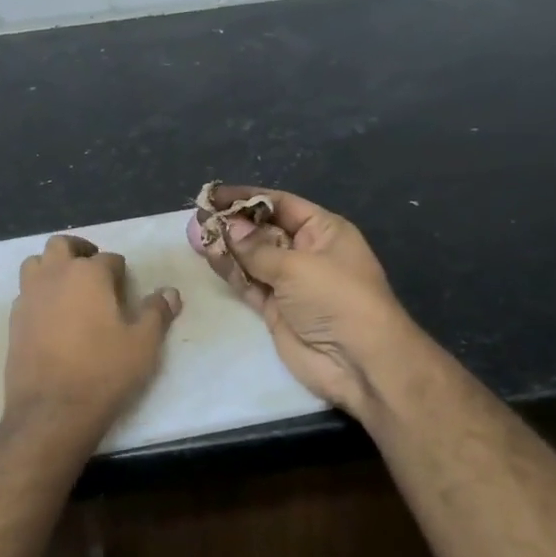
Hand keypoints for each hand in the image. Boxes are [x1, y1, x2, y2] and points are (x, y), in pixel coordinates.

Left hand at [1, 234, 180, 451]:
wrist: (52, 410)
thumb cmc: (103, 371)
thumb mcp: (144, 344)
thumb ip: (157, 312)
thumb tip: (170, 292)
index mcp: (88, 274)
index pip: (108, 258)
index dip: (120, 271)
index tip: (126, 286)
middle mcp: (54, 275)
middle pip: (62, 245)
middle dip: (79, 251)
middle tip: (94, 270)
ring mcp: (29, 296)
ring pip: (36, 263)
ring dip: (52, 266)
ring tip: (68, 286)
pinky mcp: (14, 320)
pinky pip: (25, 293)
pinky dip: (38, 293)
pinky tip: (50, 315)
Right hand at [191, 186, 421, 417]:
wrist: (359, 362)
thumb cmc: (336, 298)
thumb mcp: (296, 266)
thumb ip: (257, 248)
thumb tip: (229, 227)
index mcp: (324, 231)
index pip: (281, 204)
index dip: (248, 198)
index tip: (214, 194)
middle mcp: (307, 252)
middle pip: (264, 230)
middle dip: (234, 223)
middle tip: (199, 217)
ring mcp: (291, 283)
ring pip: (253, 258)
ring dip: (228, 247)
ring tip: (196, 235)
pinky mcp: (276, 310)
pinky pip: (249, 284)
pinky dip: (231, 272)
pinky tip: (210, 257)